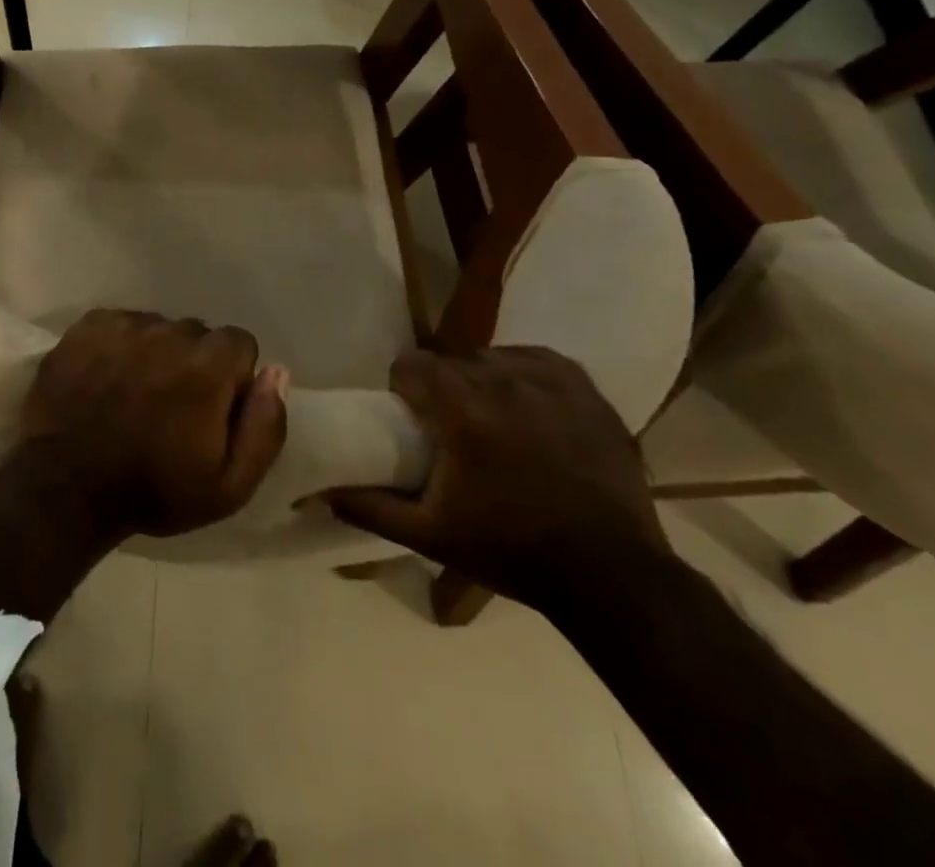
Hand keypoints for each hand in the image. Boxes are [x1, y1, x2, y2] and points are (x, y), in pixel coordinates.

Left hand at [20, 309, 287, 538]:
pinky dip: (119, 344)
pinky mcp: (88, 326)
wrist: (65, 487)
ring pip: (157, 326)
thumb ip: (265, 426)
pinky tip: (106, 377)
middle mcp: (169, 333)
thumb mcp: (229, 485)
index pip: (239, 342)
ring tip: (134, 391)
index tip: (212, 407)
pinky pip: (120, 323)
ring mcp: (124, 326)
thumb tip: (276, 372)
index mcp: (208, 367)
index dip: (231, 376)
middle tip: (170, 403)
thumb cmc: (153, 490)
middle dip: (193, 362)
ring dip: (155, 351)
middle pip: (196, 333)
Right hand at [327, 346, 669, 610]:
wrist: (613, 576)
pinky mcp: (586, 389)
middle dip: (443, 387)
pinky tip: (528, 405)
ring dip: (482, 380)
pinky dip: (524, 374)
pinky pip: (536, 359)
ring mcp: (550, 382)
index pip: (412, 364)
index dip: (404, 386)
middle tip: (451, 427)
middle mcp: (503, 382)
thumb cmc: (511, 551)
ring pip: (492, 357)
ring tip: (493, 419)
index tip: (412, 416)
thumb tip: (322, 490)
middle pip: (452, 361)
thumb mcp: (430, 536)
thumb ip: (369, 507)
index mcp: (462, 411)